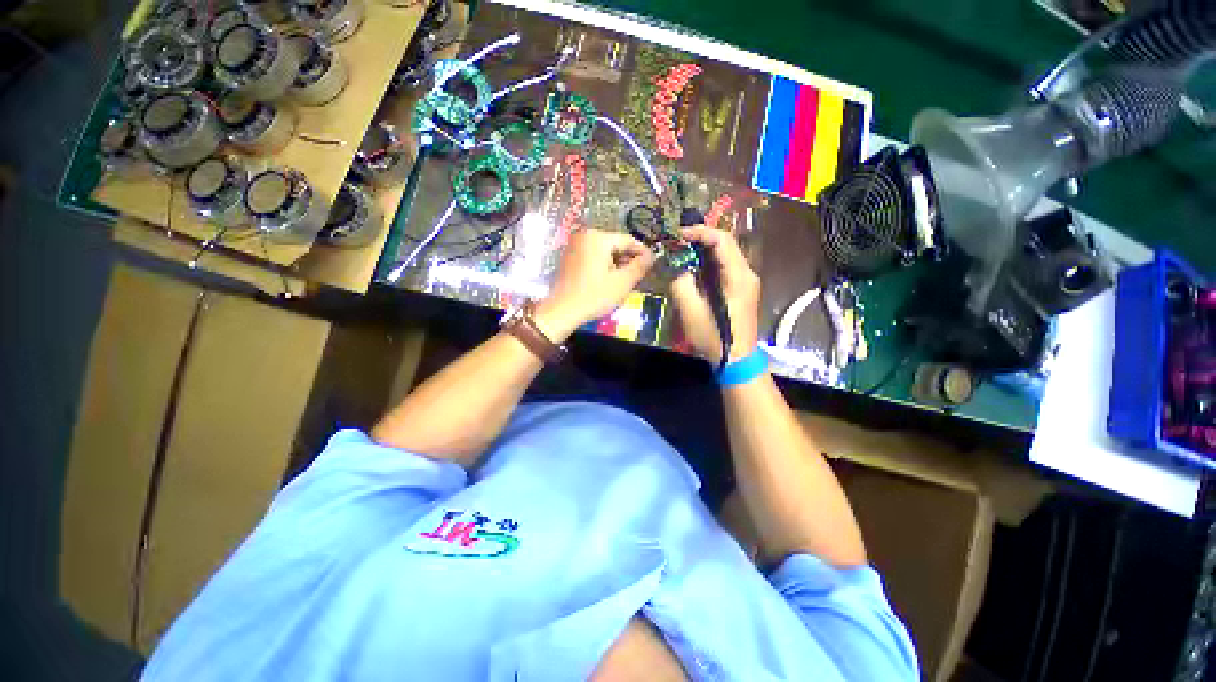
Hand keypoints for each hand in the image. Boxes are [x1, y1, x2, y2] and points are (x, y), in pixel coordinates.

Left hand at [534, 229, 654, 341]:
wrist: (562, 311)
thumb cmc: (594, 296)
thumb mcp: (622, 282)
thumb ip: (640, 266)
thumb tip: (652, 256)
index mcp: (598, 238)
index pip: (628, 240)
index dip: (642, 252)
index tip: (652, 264)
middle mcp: (584, 235)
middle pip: (615, 244)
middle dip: (628, 259)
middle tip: (637, 276)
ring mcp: (574, 245)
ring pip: (604, 251)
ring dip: (616, 264)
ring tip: (624, 281)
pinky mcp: (569, 257)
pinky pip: (593, 256)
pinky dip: (603, 265)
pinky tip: (608, 281)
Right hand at [670, 226, 759, 364]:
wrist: (737, 360)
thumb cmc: (715, 338)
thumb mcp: (691, 312)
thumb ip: (681, 284)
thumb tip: (677, 267)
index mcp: (739, 276)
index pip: (722, 240)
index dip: (700, 232)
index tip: (678, 235)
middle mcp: (747, 273)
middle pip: (726, 244)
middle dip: (700, 238)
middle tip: (677, 242)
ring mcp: (746, 282)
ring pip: (726, 255)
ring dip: (704, 250)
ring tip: (682, 252)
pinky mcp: (742, 290)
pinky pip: (725, 267)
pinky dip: (709, 262)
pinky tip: (694, 268)